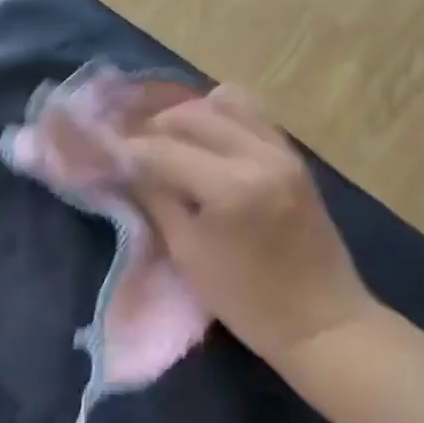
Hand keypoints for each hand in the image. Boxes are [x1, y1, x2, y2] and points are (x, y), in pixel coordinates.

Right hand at [122, 86, 377, 363]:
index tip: (101, 152)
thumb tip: (125, 169)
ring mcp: (283, 150)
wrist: (322, 320)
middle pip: (191, 114)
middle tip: (131, 150)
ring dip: (187, 117)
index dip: (125, 149)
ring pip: (224, 102)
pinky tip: (203, 143)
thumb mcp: (187, 252)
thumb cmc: (246, 300)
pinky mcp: (294, 156)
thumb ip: (155, 200)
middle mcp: (259, 155)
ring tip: (168, 142)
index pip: (161, 149)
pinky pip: (251, 115)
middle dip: (153, 128)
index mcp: (230, 186)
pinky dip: (220, 119)